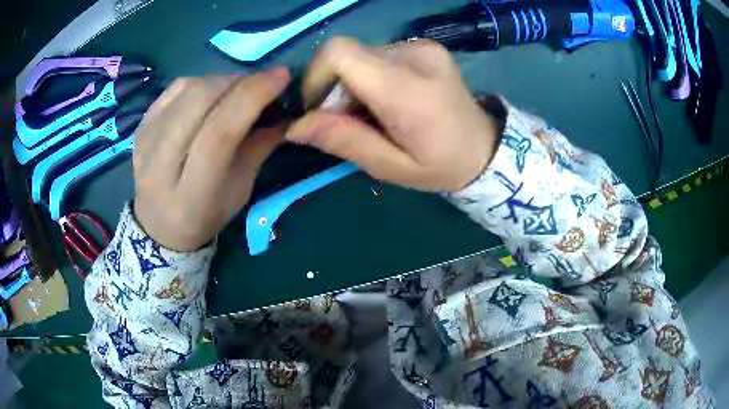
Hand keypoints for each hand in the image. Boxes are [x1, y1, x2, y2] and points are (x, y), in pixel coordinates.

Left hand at [133, 68, 290, 250]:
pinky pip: (176, 88)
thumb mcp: (239, 192)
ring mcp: (146, 140)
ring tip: (237, 91)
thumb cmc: (204, 215)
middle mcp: (161, 163)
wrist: (158, 225)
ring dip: (222, 80)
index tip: (281, 77)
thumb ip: (259, 149)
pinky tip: (212, 95)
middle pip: (200, 100)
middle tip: (261, 84)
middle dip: (239, 82)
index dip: (252, 97)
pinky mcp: (141, 125)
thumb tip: (283, 111)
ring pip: (188, 88)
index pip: (219, 132)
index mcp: (192, 192)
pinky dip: (202, 82)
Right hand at [286, 37, 499, 191]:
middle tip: (350, 119)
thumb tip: (294, 126)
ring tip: (374, 113)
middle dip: (335, 86)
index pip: (338, 52)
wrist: (485, 147)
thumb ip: (343, 140)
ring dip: (354, 82)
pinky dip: (372, 75)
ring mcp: (422, 47)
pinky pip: (380, 54)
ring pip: (362, 54)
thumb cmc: (440, 165)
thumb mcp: (390, 167)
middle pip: (347, 54)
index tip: (317, 107)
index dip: (315, 75)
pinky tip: (390, 98)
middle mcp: (414, 55)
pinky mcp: (425, 46)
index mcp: (406, 88)